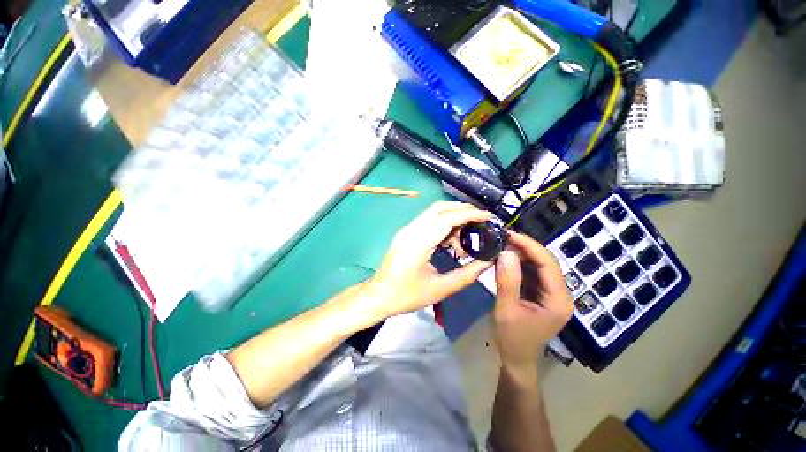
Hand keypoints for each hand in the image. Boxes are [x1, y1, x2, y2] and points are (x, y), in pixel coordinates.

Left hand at [363, 201, 493, 319]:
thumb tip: (487, 263)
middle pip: (440, 208)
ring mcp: (407, 230)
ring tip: (465, 240)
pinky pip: (428, 222)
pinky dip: (443, 226)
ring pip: (434, 213)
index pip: (447, 217)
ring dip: (453, 219)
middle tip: (481, 222)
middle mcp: (411, 230)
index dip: (470, 214)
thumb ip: (466, 275)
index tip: (489, 217)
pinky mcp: (406, 233)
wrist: (378, 295)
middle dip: (463, 210)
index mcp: (418, 242)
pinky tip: (451, 243)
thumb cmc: (406, 295)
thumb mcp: (440, 289)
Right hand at [492, 231, 572, 373]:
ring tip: (503, 244)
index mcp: (558, 300)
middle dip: (525, 247)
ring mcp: (553, 294)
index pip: (548, 264)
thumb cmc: (512, 338)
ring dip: (522, 254)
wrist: (517, 359)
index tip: (509, 234)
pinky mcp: (544, 295)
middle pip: (546, 262)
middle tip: (503, 237)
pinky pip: (534, 273)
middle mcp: (561, 294)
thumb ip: (507, 281)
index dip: (530, 246)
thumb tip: (506, 252)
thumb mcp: (506, 309)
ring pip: (540, 266)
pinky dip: (520, 263)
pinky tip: (507, 258)